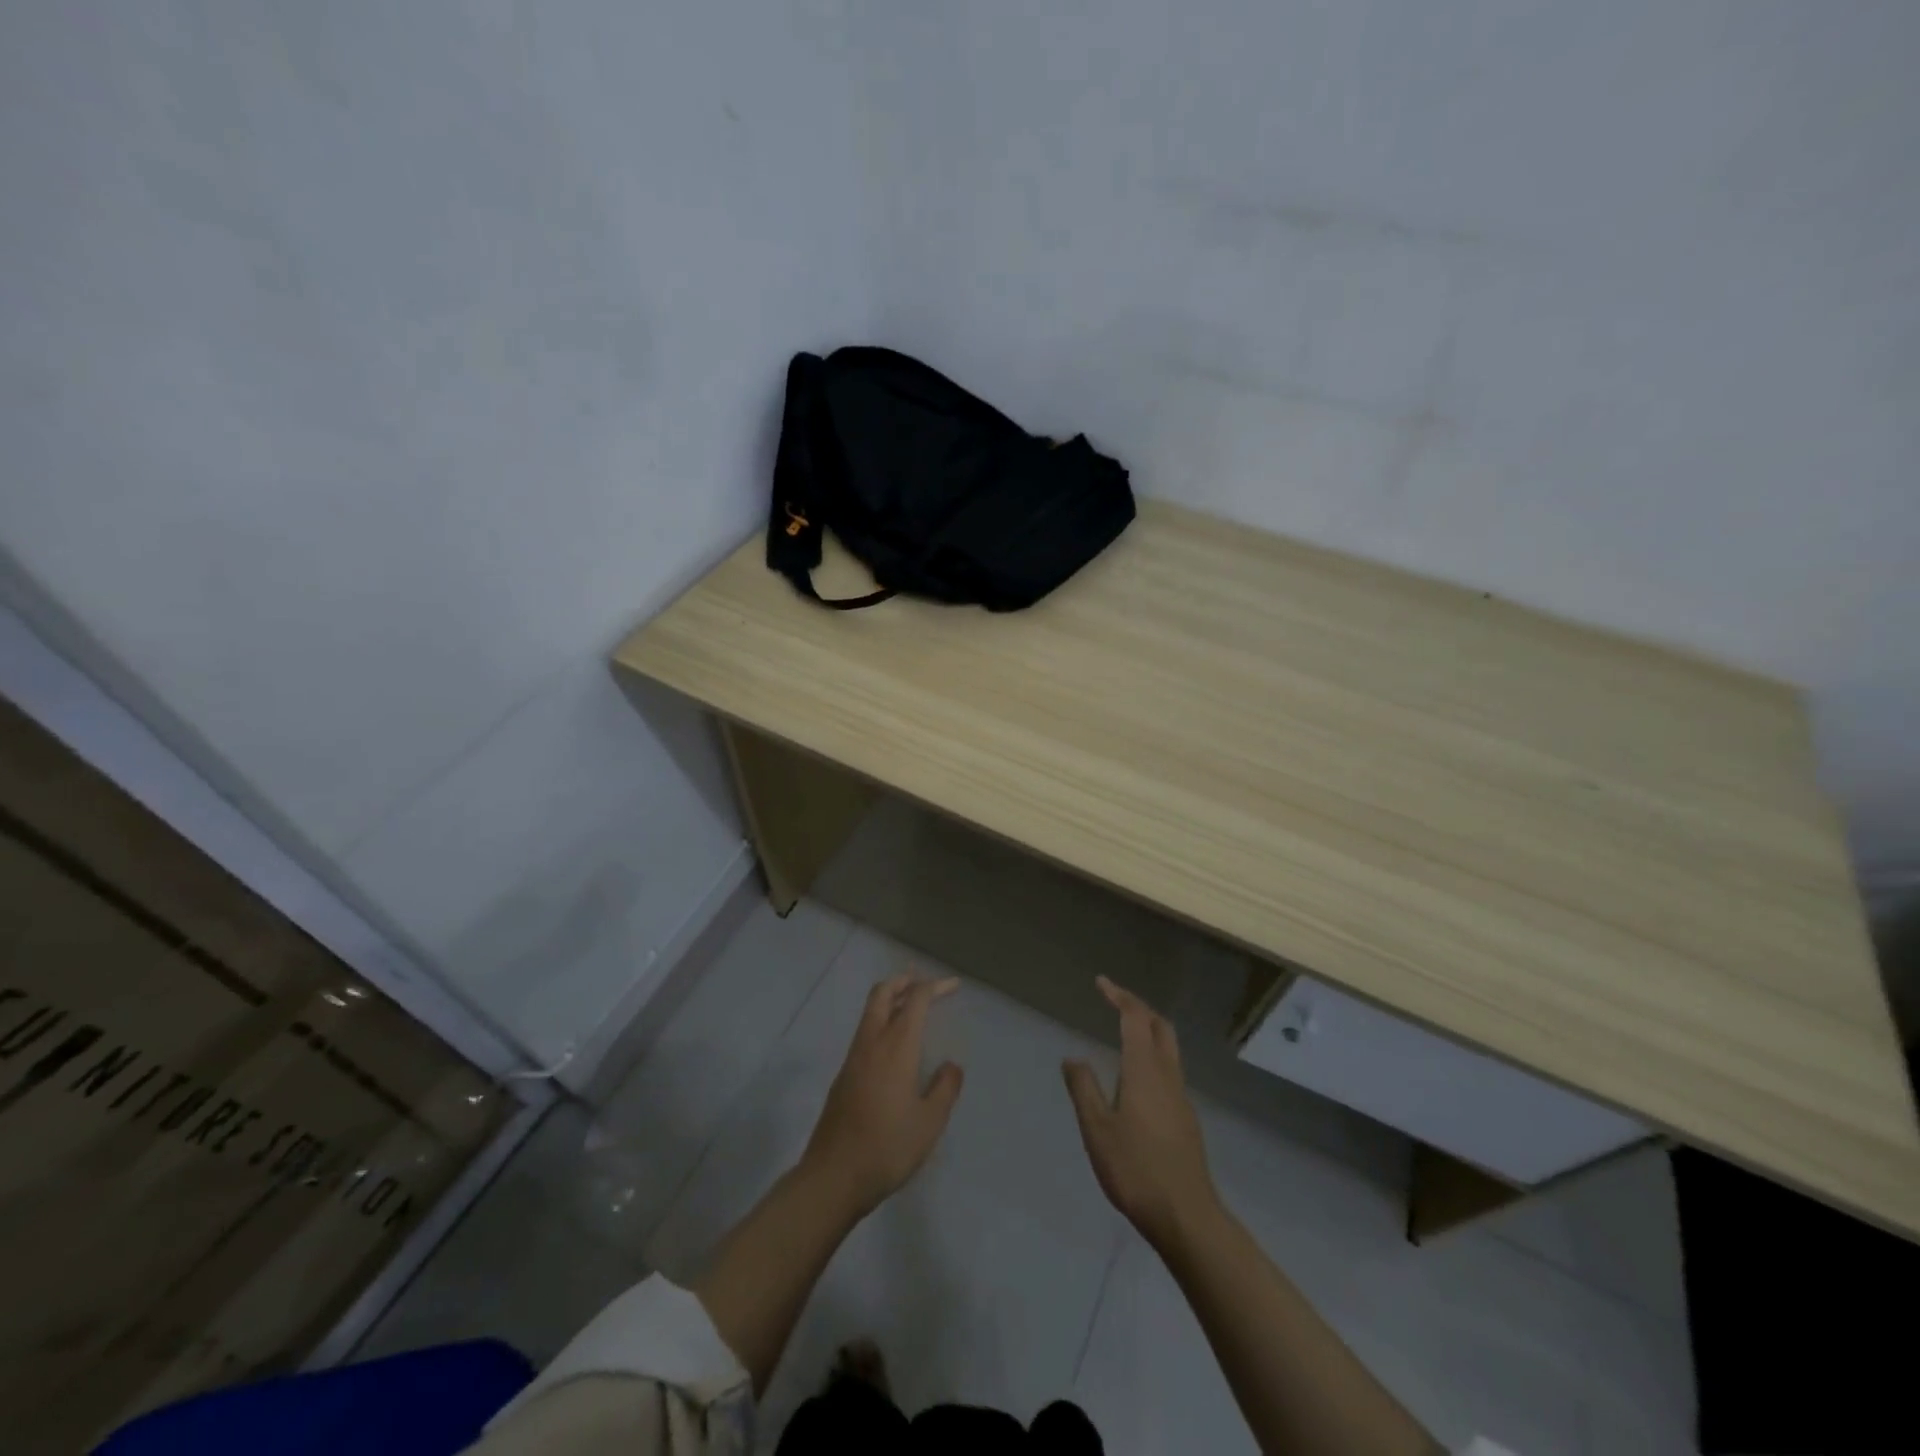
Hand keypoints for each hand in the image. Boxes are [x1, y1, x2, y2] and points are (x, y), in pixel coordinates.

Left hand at [801, 972, 964, 1216]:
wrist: (833, 1176)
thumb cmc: (887, 1147)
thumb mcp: (929, 1123)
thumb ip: (945, 1088)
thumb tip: (951, 1066)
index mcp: (896, 1046)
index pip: (916, 1000)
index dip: (936, 987)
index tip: (953, 986)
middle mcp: (872, 1042)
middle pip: (883, 993)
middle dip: (904, 981)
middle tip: (924, 982)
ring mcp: (853, 1057)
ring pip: (871, 1011)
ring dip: (891, 999)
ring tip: (911, 1005)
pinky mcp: (843, 1075)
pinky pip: (865, 1032)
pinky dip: (882, 1021)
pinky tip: (894, 1044)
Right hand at [1064, 976, 1220, 1249]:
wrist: (1186, 1216)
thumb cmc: (1136, 1169)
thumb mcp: (1097, 1129)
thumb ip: (1084, 1089)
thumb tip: (1073, 1058)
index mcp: (1144, 1070)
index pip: (1135, 1018)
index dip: (1119, 996)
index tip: (1101, 983)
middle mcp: (1167, 1075)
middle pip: (1159, 1026)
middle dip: (1138, 1007)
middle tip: (1114, 1001)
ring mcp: (1181, 1097)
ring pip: (1168, 1048)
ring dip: (1148, 1030)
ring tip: (1124, 1031)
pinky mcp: (1185, 1117)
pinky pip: (1169, 1069)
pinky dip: (1152, 1055)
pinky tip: (1136, 1076)